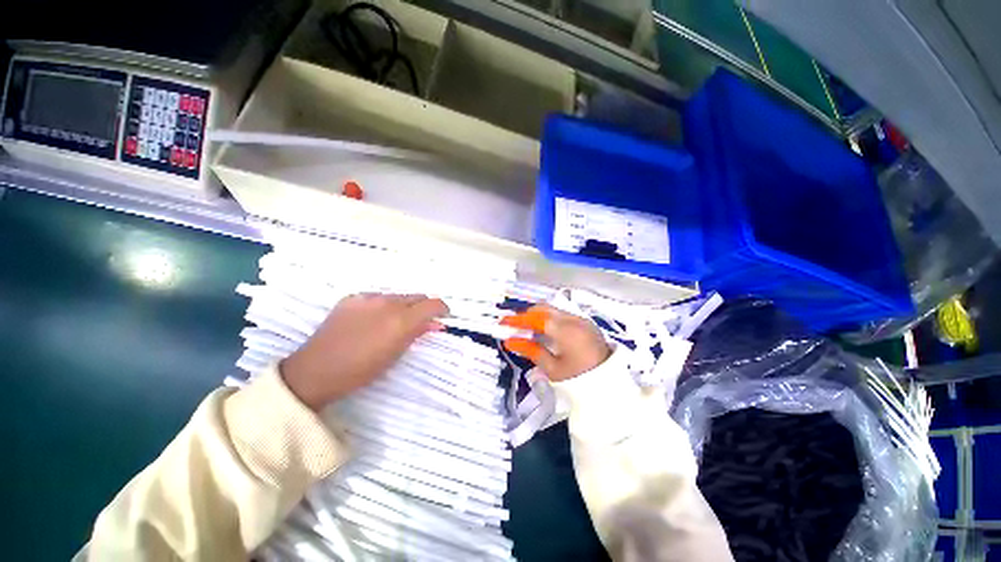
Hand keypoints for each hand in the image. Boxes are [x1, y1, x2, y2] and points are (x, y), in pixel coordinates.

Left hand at [280, 294, 448, 409]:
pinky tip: (371, 320)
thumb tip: (435, 324)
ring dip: (402, 306)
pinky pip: (376, 297)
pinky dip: (381, 306)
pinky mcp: (352, 298)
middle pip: (417, 296)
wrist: (316, 370)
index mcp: (401, 320)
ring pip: (397, 296)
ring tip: (391, 323)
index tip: (442, 316)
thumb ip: (417, 333)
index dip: (441, 309)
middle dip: (422, 307)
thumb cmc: (361, 370)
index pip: (432, 304)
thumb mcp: (395, 354)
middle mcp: (388, 302)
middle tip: (419, 322)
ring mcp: (368, 298)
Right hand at [502, 304, 610, 381]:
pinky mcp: (586, 323)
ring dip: (537, 315)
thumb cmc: (579, 380)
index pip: (536, 318)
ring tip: (525, 326)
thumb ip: (530, 351)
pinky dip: (549, 318)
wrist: (610, 386)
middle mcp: (574, 319)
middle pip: (544, 309)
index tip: (503, 322)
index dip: (517, 319)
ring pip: (554, 310)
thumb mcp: (552, 369)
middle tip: (513, 324)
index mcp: (565, 331)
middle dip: (526, 314)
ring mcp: (581, 320)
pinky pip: (562, 314)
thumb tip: (510, 341)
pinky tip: (543, 329)